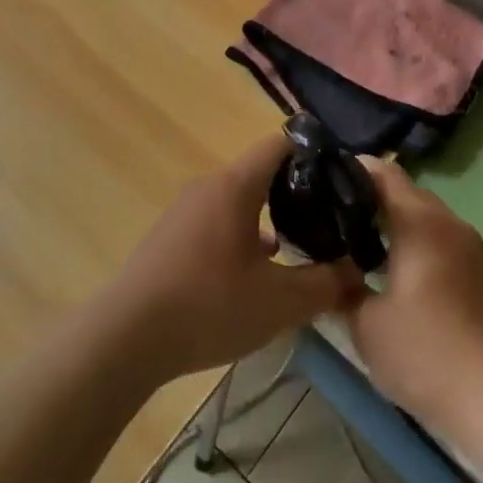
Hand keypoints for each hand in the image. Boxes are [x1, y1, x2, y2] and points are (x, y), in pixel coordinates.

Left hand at [104, 135, 361, 385]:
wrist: (126, 337)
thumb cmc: (209, 306)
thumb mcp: (279, 302)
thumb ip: (325, 284)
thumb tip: (357, 271)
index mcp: (236, 185)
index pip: (281, 144)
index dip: (315, 152)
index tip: (342, 177)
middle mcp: (209, 186)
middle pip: (261, 173)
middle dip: (297, 192)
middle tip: (329, 218)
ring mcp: (185, 211)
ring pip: (239, 201)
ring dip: (269, 218)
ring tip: (299, 248)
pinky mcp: (171, 237)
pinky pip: (218, 221)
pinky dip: (242, 235)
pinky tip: (255, 273)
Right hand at [342, 158, 482, 441]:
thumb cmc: (426, 354)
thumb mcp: (366, 325)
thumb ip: (342, 288)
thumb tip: (327, 269)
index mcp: (420, 222)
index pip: (384, 173)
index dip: (352, 168)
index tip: (322, 177)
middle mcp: (449, 224)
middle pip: (406, 193)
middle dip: (370, 199)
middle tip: (332, 216)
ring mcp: (471, 250)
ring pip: (425, 220)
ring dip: (394, 225)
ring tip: (356, 246)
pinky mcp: (482, 276)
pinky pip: (441, 243)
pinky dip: (415, 246)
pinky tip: (393, 275)